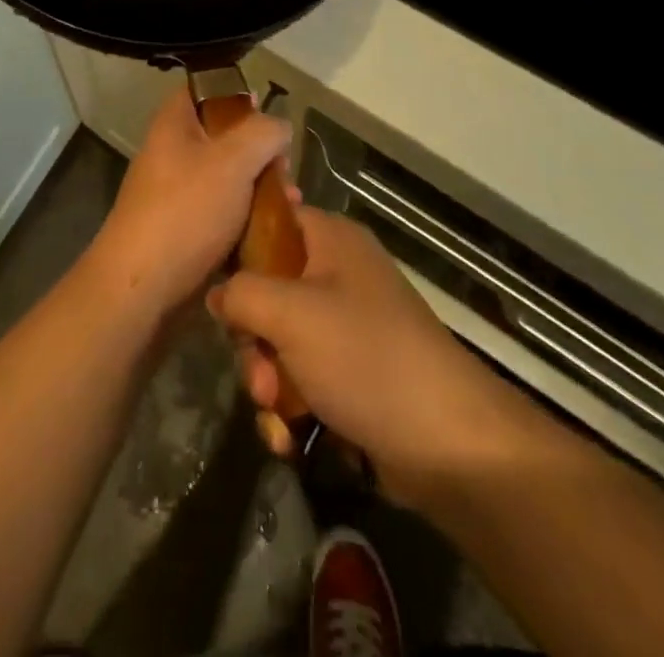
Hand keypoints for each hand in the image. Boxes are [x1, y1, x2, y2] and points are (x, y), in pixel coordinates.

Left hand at [79, 88, 290, 323]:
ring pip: (228, 178)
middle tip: (285, 168)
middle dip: (260, 151)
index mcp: (174, 124)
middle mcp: (172, 153)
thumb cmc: (186, 211)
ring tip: (291, 203)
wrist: (142, 288)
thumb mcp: (233, 160)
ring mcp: (177, 194)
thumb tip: (279, 127)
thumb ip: (263, 133)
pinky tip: (275, 231)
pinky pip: (224, 214)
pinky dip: (248, 219)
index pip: (203, 89)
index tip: (267, 111)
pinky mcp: (185, 231)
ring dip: (261, 188)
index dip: (236, 94)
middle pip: (223, 137)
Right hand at [208, 208, 543, 509]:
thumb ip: (240, 292)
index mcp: (331, 240)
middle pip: (267, 290)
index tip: (216, 285)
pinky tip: (291, 438)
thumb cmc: (365, 356)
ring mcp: (346, 327)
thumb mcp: (290, 313)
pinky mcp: (351, 375)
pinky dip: (290, 408)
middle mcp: (338, 275)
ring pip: (279, 342)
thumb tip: (216, 292)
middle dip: (254, 340)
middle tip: (260, 373)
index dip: (238, 248)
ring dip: (268, 382)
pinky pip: (301, 379)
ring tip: (279, 413)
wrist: (447, 444)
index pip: (270, 220)